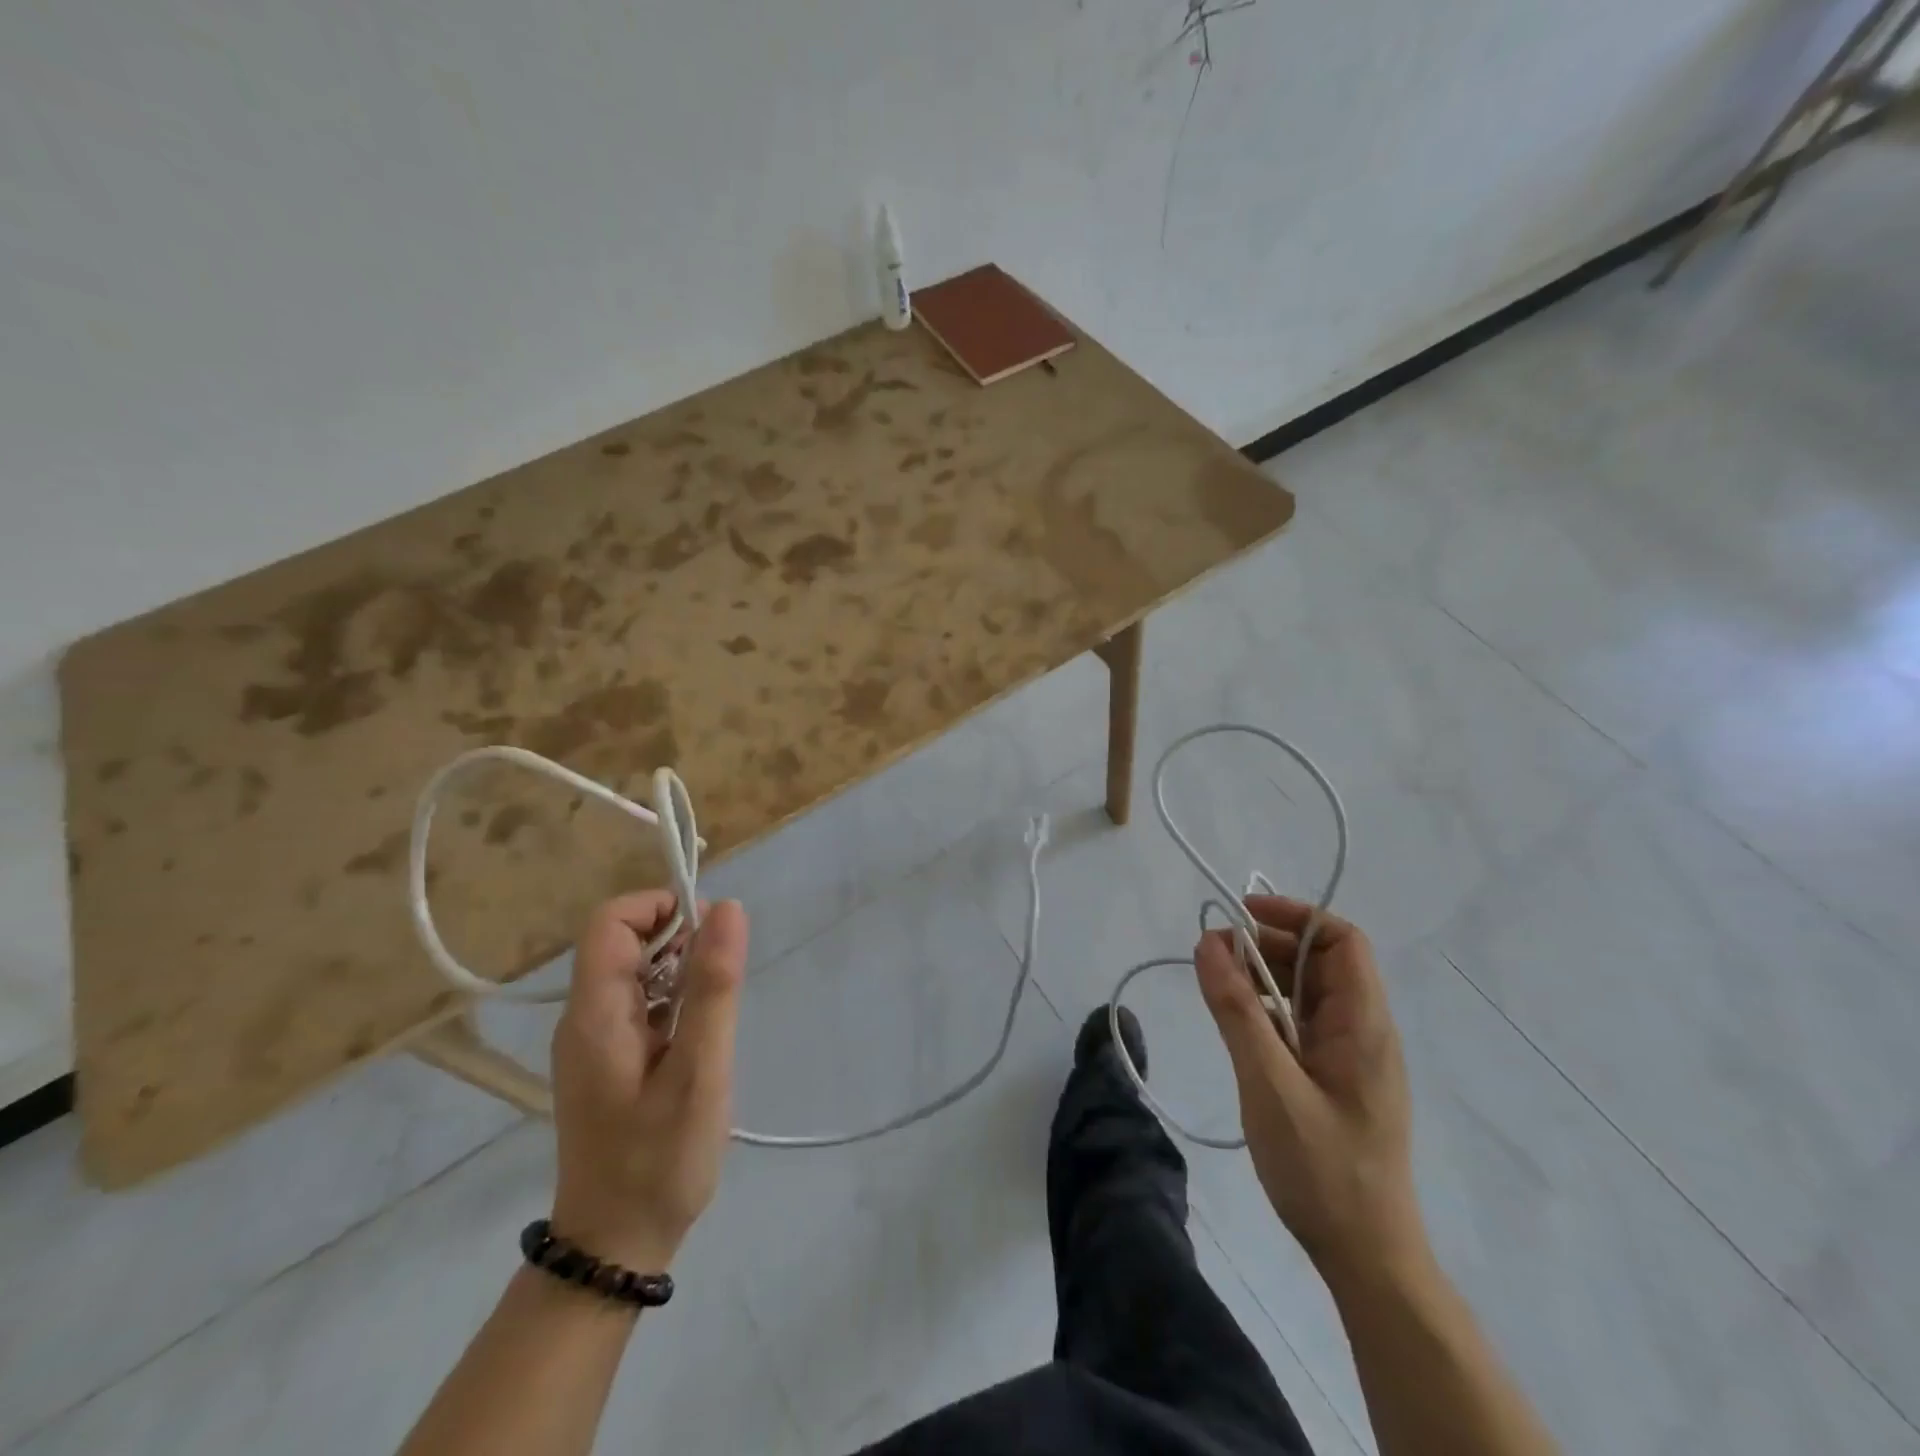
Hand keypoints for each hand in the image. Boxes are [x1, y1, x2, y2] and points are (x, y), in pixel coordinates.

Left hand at [549, 892, 748, 1271]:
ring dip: (680, 971)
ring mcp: (594, 1042)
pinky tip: (701, 1035)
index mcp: (594, 1014)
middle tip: (723, 977)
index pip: (610, 922)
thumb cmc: (658, 1160)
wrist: (616, 1247)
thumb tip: (727, 908)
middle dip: (677, 940)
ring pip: (635, 974)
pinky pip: (640, 1006)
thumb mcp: (700, 1070)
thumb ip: (713, 987)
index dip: (659, 907)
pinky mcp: (610, 1062)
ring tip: (717, 1010)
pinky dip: (674, 1001)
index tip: (709, 930)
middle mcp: (585, 1019)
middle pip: (623, 943)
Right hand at [1194, 895, 1425, 1286]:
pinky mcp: (1335, 1078)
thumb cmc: (1322, 1169)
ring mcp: (1350, 1056)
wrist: (1366, 1256)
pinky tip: (1237, 1024)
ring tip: (1216, 984)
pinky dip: (1268, 1010)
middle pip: (1321, 961)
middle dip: (1267, 945)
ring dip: (1264, 977)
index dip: (1295, 914)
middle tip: (1213, 954)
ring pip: (1307, 992)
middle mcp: (1363, 1030)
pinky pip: (1301, 1023)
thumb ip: (1237, 1011)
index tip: (1241, 915)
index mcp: (1362, 1024)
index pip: (1342, 941)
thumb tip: (1210, 943)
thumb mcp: (1269, 1084)